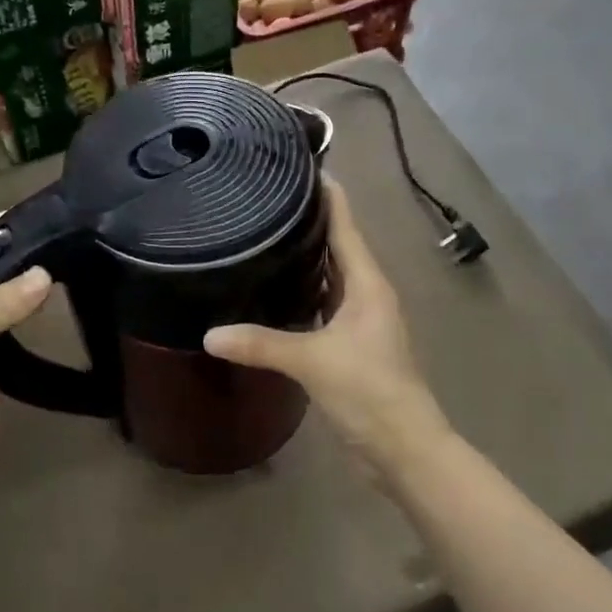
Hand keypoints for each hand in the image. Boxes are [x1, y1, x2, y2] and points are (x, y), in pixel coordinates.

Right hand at [205, 179, 449, 480]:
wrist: (403, 447)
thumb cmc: (368, 391)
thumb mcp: (312, 361)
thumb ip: (261, 344)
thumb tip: (208, 334)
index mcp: (366, 282)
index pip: (345, 224)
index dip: (326, 194)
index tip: (297, 164)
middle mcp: (366, 293)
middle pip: (336, 245)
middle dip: (307, 221)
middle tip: (264, 198)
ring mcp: (359, 319)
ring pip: (329, 276)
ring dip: (304, 258)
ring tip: (263, 235)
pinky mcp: (349, 344)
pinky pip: (323, 304)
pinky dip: (302, 293)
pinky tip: (274, 292)